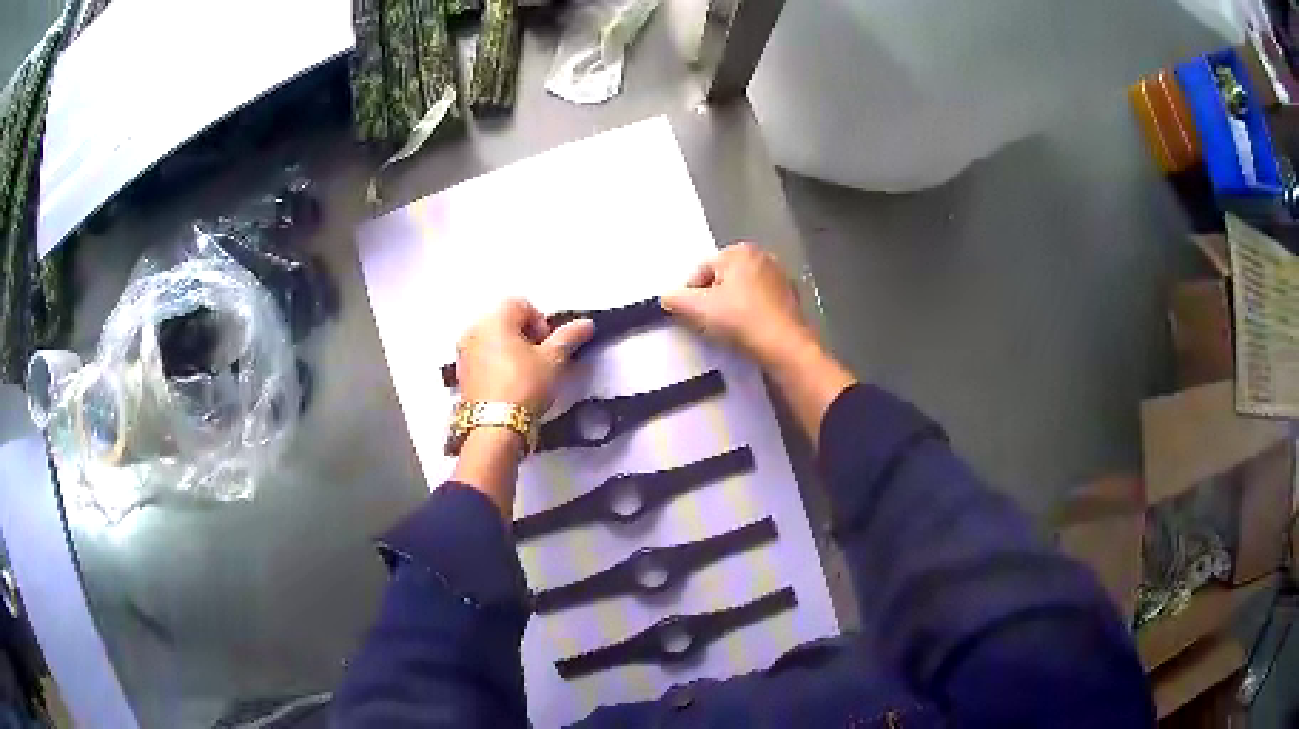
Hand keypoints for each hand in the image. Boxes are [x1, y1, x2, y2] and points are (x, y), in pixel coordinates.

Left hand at [456, 299, 594, 413]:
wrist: (495, 427)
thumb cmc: (525, 385)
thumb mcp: (553, 360)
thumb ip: (569, 337)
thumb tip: (586, 323)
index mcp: (495, 319)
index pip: (521, 304)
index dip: (540, 322)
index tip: (548, 346)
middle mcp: (474, 330)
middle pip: (504, 321)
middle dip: (524, 335)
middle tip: (539, 359)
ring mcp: (464, 352)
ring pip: (491, 340)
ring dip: (509, 349)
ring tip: (524, 374)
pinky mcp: (461, 374)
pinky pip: (481, 358)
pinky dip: (495, 364)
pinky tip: (508, 385)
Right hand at [660, 243, 814, 365]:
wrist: (784, 346)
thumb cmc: (741, 320)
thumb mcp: (698, 309)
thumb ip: (676, 299)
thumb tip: (667, 298)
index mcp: (739, 251)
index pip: (702, 270)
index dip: (690, 293)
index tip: (689, 314)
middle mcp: (762, 257)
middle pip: (723, 278)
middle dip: (712, 298)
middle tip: (707, 322)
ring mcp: (780, 277)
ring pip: (743, 291)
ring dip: (732, 306)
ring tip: (727, 329)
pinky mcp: (792, 298)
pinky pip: (761, 303)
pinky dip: (751, 313)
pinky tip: (748, 331)